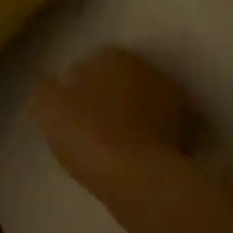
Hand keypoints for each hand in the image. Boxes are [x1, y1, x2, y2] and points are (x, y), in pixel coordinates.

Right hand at [34, 47, 194, 193]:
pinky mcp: (186, 130)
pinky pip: (157, 127)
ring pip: (141, 102)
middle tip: (87, 122)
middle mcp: (148, 69)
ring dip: (128, 114)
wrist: (137, 176)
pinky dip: (146, 135)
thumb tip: (53, 80)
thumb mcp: (48, 106)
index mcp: (114, 56)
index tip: (67, 106)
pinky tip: (130, 154)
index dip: (77, 83)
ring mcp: (172, 99)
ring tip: (109, 141)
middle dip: (106, 94)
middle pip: (120, 79)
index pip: (92, 61)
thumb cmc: (86, 133)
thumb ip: (46, 86)